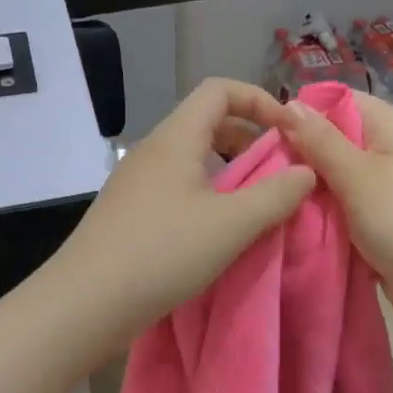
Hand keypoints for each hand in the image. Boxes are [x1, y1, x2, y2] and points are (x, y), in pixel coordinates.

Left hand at [51, 78, 315, 347]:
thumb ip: (277, 195)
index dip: (260, 100)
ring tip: (253, 203)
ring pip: (191, 157)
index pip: (219, 90)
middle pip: (206, 122)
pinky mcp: (128, 211)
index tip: (289, 132)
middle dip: (248, 138)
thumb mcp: (232, 224)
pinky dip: (206, 193)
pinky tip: (217, 230)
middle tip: (277, 171)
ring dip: (229, 170)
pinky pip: (176, 185)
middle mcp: (153, 150)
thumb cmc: (163, 252)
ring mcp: (135, 181)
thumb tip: (307, 172)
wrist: (85, 302)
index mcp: (176, 138)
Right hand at [281, 89, 392, 342]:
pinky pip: (341, 211)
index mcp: (389, 127)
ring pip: (332, 181)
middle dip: (297, 158)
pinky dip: (321, 218)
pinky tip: (289, 225)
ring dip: (306, 193)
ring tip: (268, 202)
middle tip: (259, 178)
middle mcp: (387, 151)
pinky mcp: (379, 224)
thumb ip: (320, 141)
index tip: (263, 137)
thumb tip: (288, 104)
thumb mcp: (358, 176)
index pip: (335, 101)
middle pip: (330, 142)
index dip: (300, 114)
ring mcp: (384, 190)